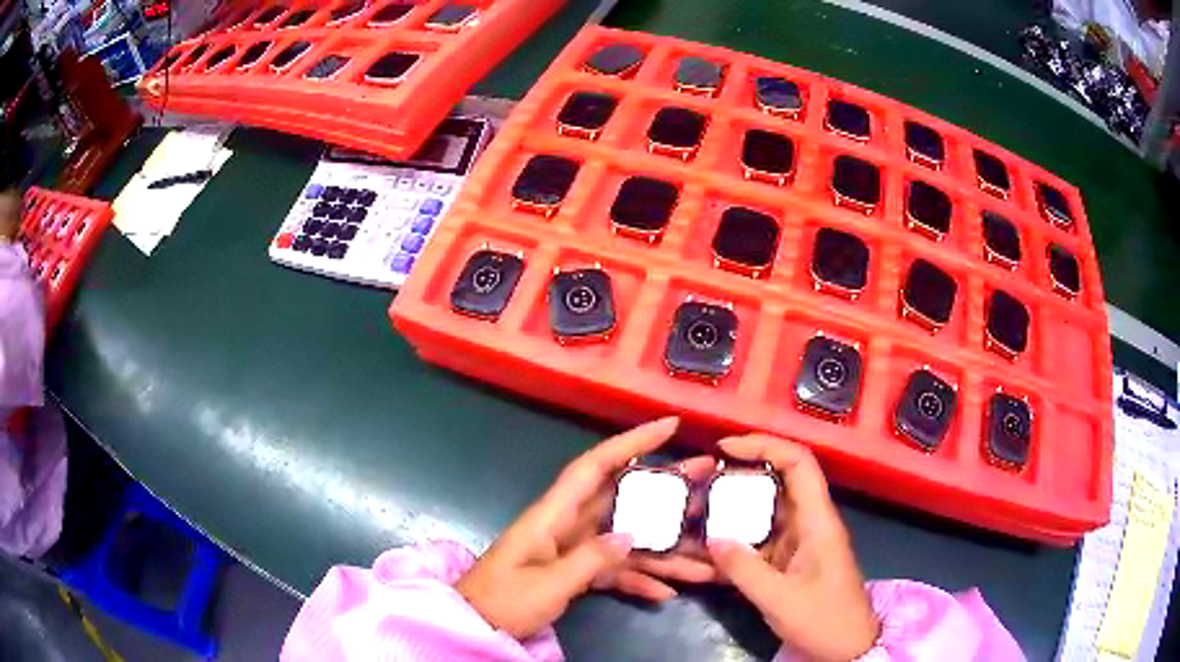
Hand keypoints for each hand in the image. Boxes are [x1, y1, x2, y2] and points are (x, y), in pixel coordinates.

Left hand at [456, 417, 716, 638]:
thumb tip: (632, 534)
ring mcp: (575, 550)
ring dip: (666, 550)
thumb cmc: (503, 600)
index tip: (669, 426)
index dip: (631, 442)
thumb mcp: (547, 584)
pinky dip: (640, 580)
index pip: (595, 466)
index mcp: (553, 515)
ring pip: (629, 540)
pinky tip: (667, 593)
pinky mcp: (577, 573)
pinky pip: (616, 570)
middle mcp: (569, 525)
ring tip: (707, 558)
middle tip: (710, 480)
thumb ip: (590, 559)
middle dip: (667, 491)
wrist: (477, 626)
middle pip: (624, 500)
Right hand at [707, 435, 878, 661]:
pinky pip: (761, 538)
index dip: (764, 445)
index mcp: (818, 521)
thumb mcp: (780, 599)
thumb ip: (744, 569)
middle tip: (701, 483)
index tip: (726, 447)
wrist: (846, 647)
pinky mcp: (791, 560)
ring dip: (734, 509)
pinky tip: (709, 548)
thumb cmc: (823, 619)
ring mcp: (800, 541)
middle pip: (778, 482)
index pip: (798, 462)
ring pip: (766, 510)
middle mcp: (810, 522)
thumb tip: (712, 538)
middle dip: (739, 477)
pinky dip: (737, 538)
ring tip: (697, 512)